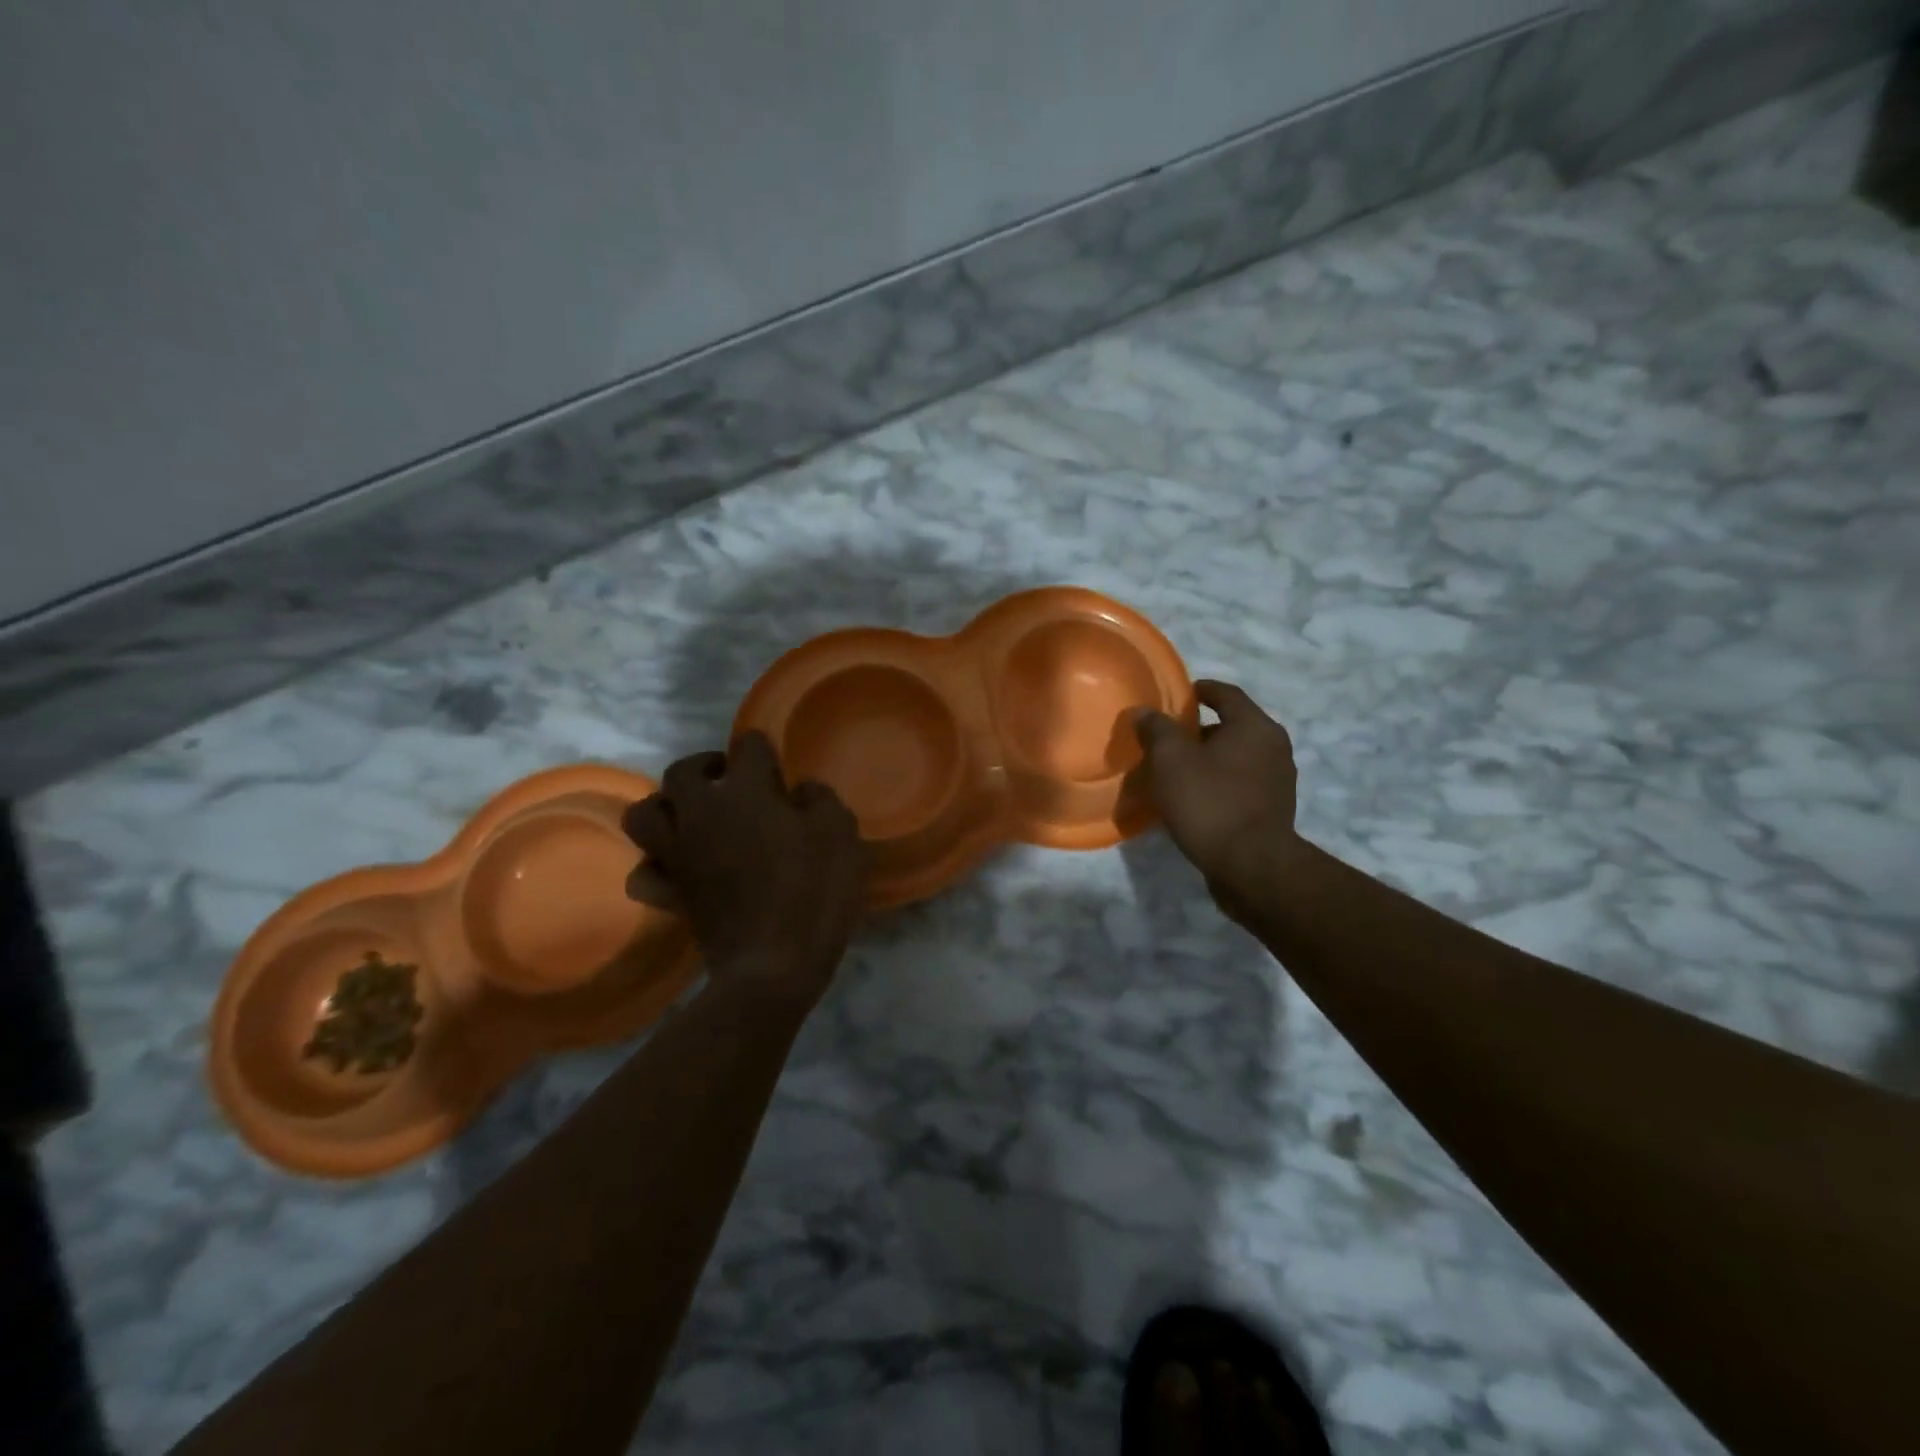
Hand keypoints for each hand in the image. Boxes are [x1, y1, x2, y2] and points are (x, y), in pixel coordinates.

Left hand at [622, 733, 866, 1005]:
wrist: (773, 966)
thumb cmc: (813, 892)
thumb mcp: (840, 834)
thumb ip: (821, 799)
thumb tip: (801, 791)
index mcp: (746, 792)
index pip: (747, 746)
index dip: (763, 750)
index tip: (777, 767)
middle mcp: (702, 814)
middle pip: (681, 772)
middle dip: (705, 766)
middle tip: (730, 780)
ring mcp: (679, 855)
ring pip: (644, 814)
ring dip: (666, 807)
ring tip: (694, 816)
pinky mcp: (672, 893)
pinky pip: (645, 871)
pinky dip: (656, 864)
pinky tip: (679, 866)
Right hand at [1132, 680, 1304, 920]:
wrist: (1251, 866)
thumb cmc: (1209, 802)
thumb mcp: (1170, 760)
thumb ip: (1156, 730)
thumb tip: (1146, 712)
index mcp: (1254, 726)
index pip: (1225, 693)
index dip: (1199, 690)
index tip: (1177, 696)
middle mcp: (1274, 747)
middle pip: (1232, 726)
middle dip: (1199, 730)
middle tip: (1167, 740)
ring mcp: (1279, 780)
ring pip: (1237, 757)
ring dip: (1209, 759)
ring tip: (1178, 772)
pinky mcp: (1274, 809)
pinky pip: (1241, 783)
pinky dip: (1220, 782)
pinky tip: (1196, 798)